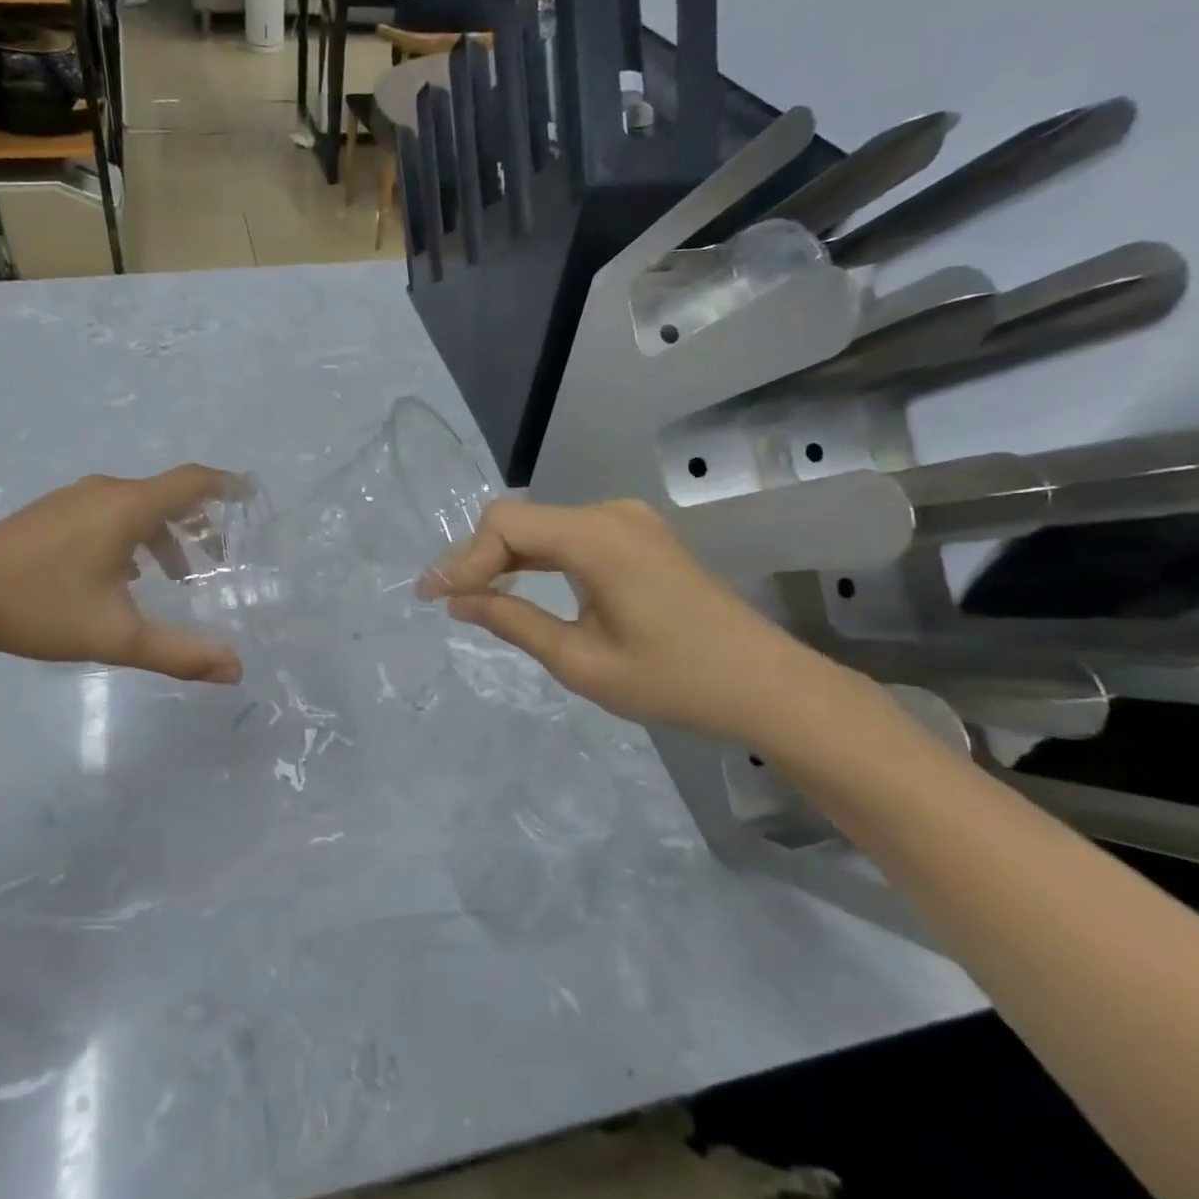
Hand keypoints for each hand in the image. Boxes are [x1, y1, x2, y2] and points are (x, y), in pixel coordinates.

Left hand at [0, 466, 243, 684]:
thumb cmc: (42, 609)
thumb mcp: (117, 637)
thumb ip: (180, 653)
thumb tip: (236, 670)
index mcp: (128, 508)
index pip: (193, 481)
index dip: (227, 485)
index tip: (252, 497)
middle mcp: (107, 492)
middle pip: (168, 494)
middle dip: (200, 522)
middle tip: (218, 558)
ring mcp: (75, 499)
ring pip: (137, 505)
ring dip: (166, 534)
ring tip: (176, 575)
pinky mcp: (52, 512)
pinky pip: (111, 511)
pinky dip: (135, 534)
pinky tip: (126, 574)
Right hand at [419, 499, 847, 744]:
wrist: (766, 685)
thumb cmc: (675, 681)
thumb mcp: (581, 661)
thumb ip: (513, 622)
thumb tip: (457, 601)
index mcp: (597, 538)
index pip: (505, 526)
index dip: (462, 558)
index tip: (432, 597)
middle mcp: (610, 513)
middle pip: (521, 519)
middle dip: (478, 557)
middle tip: (446, 599)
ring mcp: (628, 521)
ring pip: (543, 526)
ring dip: (506, 558)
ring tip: (474, 597)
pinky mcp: (638, 535)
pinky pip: (570, 535)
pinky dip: (538, 558)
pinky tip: (523, 587)